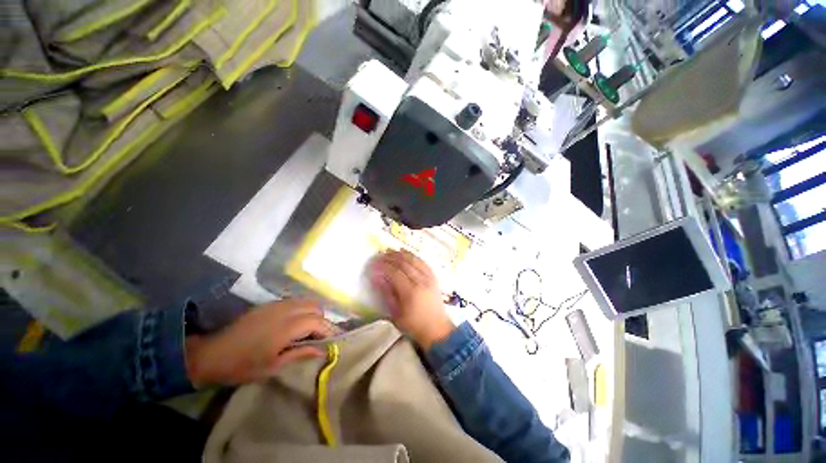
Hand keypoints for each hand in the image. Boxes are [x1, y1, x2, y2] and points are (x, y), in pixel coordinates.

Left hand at [185, 300, 336, 385]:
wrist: (212, 353)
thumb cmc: (243, 365)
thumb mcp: (273, 366)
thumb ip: (300, 354)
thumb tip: (322, 351)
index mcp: (286, 327)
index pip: (317, 321)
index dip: (327, 329)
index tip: (330, 341)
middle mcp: (284, 311)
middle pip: (315, 307)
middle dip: (321, 320)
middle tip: (318, 336)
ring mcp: (276, 305)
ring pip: (305, 301)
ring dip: (312, 312)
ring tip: (308, 329)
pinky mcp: (268, 304)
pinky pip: (294, 301)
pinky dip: (301, 309)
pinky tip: (294, 322)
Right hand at [368, 250, 454, 350]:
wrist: (437, 329)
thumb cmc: (414, 325)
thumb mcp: (396, 314)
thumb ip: (387, 294)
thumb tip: (377, 278)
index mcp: (410, 292)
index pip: (394, 273)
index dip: (383, 266)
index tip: (374, 264)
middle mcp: (421, 282)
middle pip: (404, 263)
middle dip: (391, 257)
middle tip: (380, 255)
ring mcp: (429, 278)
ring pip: (414, 260)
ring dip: (402, 254)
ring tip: (391, 251)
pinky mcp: (434, 278)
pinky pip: (424, 262)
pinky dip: (414, 256)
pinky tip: (407, 253)